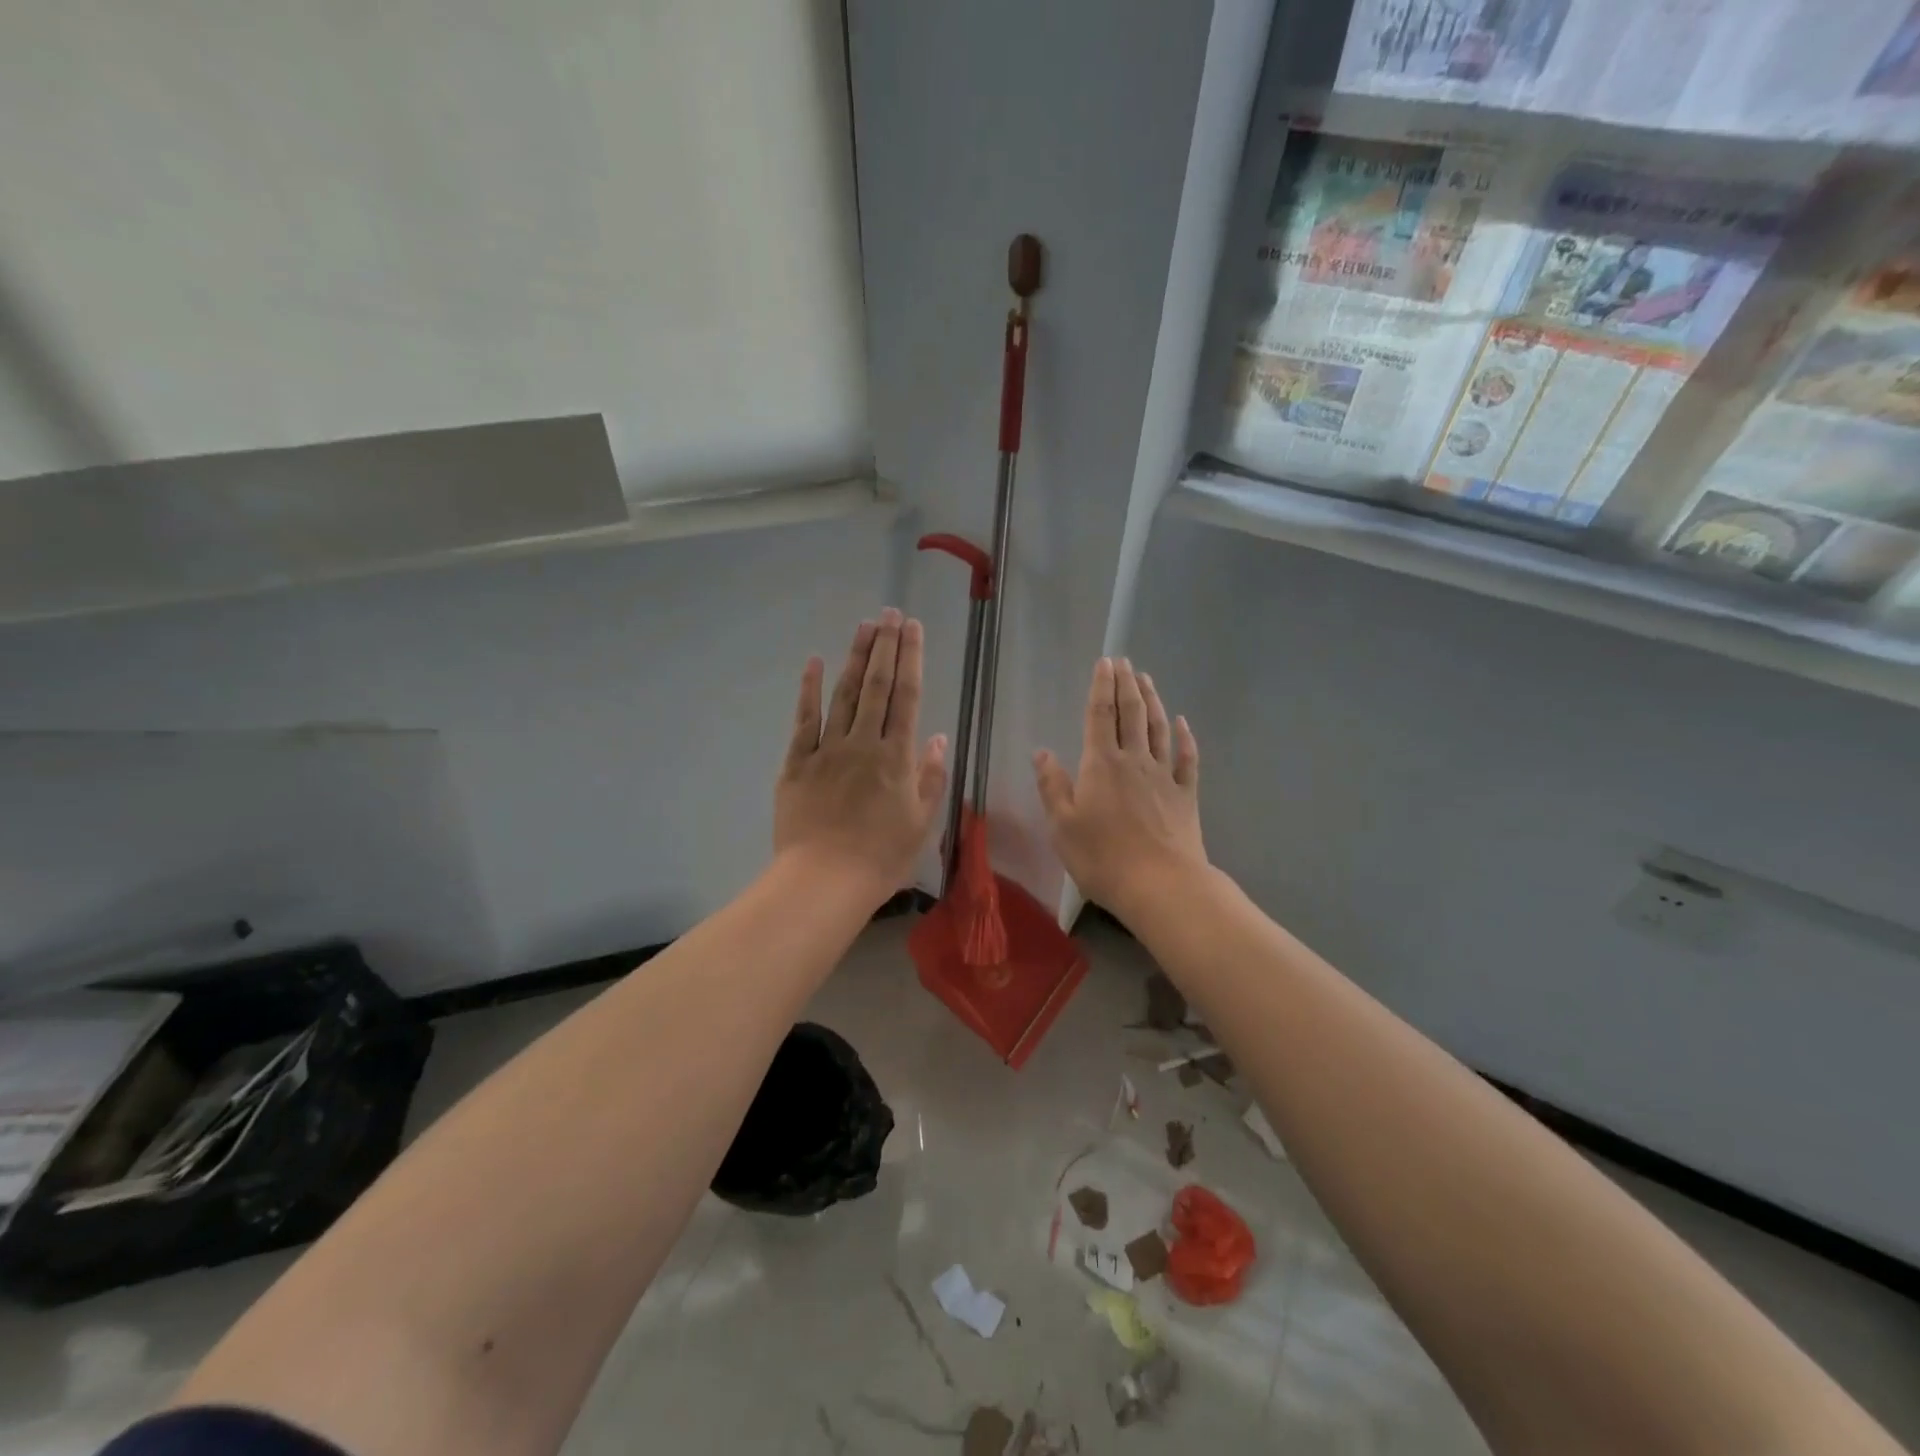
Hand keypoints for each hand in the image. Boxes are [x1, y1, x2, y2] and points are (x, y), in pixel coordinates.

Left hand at [775, 609, 948, 901]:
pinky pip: (804, 719)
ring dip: (856, 658)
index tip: (913, 628)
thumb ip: (930, 778)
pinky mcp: (797, 763)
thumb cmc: (880, 858)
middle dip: (885, 646)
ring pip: (844, 694)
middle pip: (877, 686)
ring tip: (865, 626)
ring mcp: (827, 749)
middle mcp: (863, 743)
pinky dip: (809, 690)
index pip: (907, 697)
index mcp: (896, 758)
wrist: (823, 881)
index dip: (911, 659)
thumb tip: (936, 736)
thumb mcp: (921, 823)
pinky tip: (814, 663)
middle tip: (890, 613)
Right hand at [1034, 657, 1204, 913]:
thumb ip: (1052, 786)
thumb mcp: (1062, 825)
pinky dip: (1186, 738)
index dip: (1101, 687)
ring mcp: (1164, 777)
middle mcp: (1134, 761)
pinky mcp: (1186, 796)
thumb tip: (1042, 752)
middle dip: (1127, 685)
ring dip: (1153, 702)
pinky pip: (1187, 760)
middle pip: (1132, 714)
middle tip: (1125, 662)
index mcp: (1101, 764)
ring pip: (1159, 729)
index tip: (1105, 662)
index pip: (1100, 715)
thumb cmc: (1102, 857)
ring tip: (1147, 680)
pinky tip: (1183, 723)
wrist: (1160, 885)